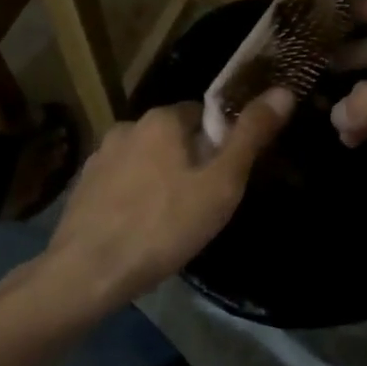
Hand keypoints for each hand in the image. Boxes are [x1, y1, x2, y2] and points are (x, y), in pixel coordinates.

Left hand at [45, 90, 294, 308]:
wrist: (86, 274)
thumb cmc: (163, 226)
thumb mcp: (221, 184)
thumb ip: (251, 135)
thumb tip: (284, 91)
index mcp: (163, 118)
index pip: (204, 115)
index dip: (220, 144)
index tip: (225, 178)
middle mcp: (129, 125)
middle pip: (174, 136)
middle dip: (190, 161)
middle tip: (202, 204)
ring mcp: (100, 156)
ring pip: (146, 159)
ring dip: (160, 178)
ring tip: (170, 220)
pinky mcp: (82, 186)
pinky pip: (122, 182)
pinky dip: (134, 196)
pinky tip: (140, 227)